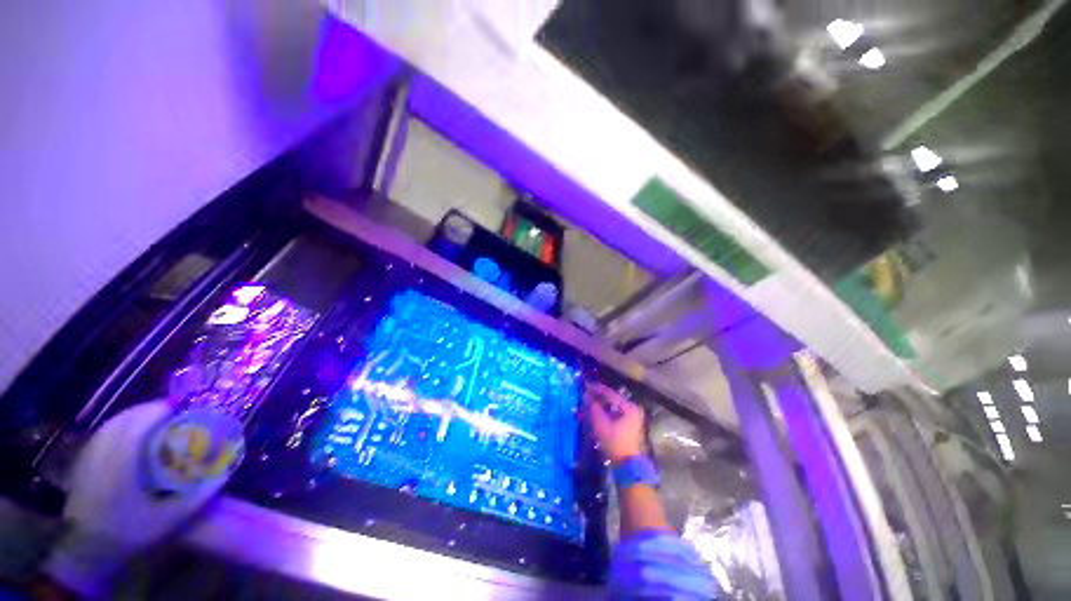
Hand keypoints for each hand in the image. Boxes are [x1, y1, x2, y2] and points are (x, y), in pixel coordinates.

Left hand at [42, 402, 235, 597]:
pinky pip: (105, 431)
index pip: (139, 421)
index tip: (183, 407)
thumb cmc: (130, 531)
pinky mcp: (84, 459)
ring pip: (114, 422)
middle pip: (126, 417)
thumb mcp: (170, 519)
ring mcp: (90, 454)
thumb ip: (199, 495)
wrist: (86, 548)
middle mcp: (103, 450)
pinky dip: (122, 426)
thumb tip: (227, 469)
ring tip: (158, 420)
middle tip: (175, 413)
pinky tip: (132, 435)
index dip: (161, 409)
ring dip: (137, 416)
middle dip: (151, 410)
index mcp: (122, 461)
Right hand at [586, 383, 644, 463]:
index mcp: (629, 407)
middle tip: (585, 394)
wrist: (628, 467)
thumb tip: (586, 396)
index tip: (585, 385)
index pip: (610, 393)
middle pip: (612, 399)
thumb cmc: (615, 443)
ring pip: (612, 407)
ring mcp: (633, 418)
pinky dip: (605, 413)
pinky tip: (595, 413)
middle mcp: (633, 409)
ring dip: (600, 405)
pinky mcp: (629, 426)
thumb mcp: (601, 425)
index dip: (596, 389)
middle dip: (597, 397)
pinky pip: (615, 414)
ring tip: (588, 403)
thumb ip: (593, 408)